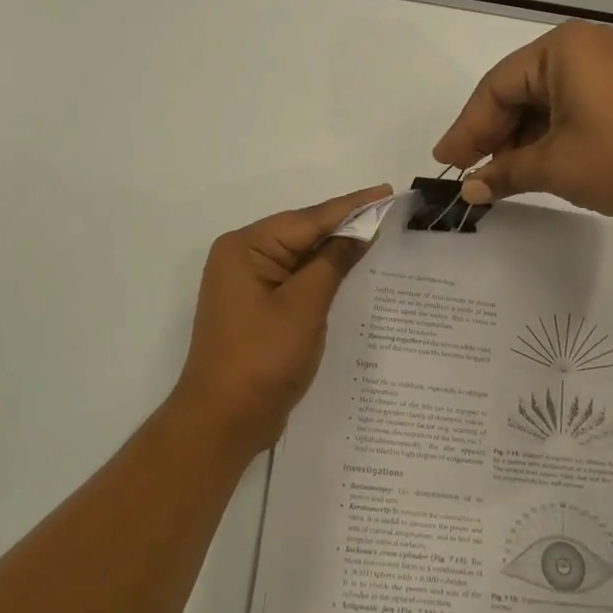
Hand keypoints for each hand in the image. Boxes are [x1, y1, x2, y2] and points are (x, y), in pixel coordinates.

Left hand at [174, 185, 392, 455]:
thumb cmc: (262, 359)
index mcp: (245, 248)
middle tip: (389, 212)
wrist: (223, 421)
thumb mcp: (304, 307)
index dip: (351, 206)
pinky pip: (296, 281)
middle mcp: (242, 258)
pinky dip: (323, 276)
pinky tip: (351, 271)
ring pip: (301, 257)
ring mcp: (248, 285)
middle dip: (344, 225)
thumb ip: (332, 263)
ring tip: (378, 234)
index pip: (307, 219)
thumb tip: (359, 231)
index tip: (386, 191)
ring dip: (335, 251)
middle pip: (302, 234)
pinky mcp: (257, 309)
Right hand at [433, 21, 612, 218]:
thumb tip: (471, 190)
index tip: (446, 162)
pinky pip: (568, 109)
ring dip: (518, 141)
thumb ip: (505, 173)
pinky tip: (531, 165)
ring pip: (542, 104)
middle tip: (466, 171)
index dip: (467, 129)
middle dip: (491, 135)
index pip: (496, 89)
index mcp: (561, 50)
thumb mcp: (555, 166)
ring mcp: (605, 68)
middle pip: (517, 93)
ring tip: (496, 177)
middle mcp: (581, 48)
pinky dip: (546, 137)